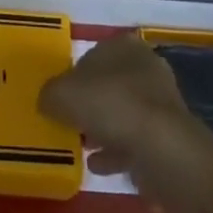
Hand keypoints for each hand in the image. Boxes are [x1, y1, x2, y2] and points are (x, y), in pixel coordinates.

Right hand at [39, 35, 212, 212]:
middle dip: (88, 103)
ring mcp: (159, 104)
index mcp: (124, 46)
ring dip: (101, 128)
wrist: (167, 154)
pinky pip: (132, 141)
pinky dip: (114, 151)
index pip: (92, 54)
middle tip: (66, 123)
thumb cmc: (114, 108)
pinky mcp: (166, 138)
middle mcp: (145, 68)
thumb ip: (50, 94)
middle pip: (107, 84)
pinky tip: (96, 166)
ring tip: (79, 146)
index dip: (72, 75)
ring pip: (120, 113)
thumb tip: (46, 100)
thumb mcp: (66, 95)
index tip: (57, 99)